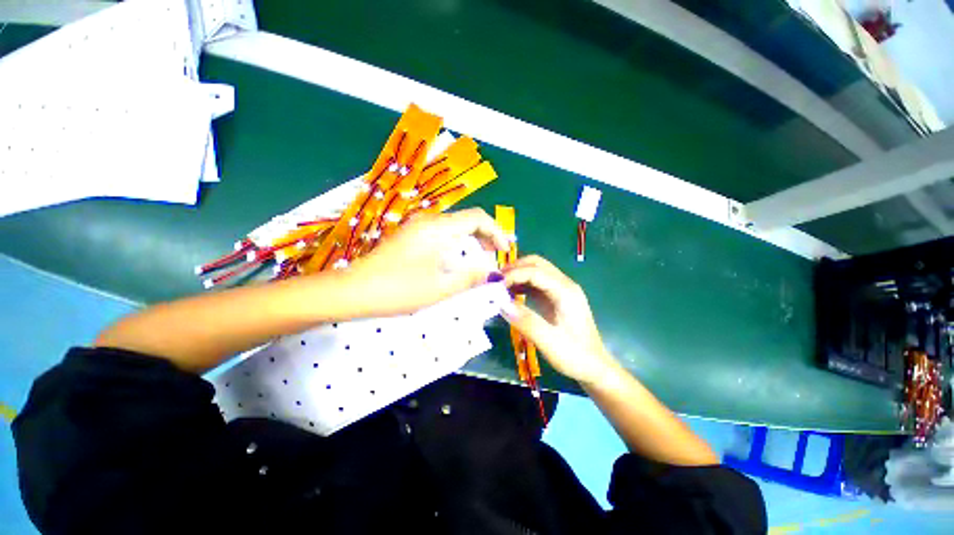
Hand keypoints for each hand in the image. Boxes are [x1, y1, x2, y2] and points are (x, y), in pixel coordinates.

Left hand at [342, 208, 509, 316]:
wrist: (352, 291)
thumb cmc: (399, 289)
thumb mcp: (441, 287)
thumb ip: (471, 277)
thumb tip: (494, 273)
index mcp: (439, 228)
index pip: (478, 218)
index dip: (497, 231)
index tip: (505, 251)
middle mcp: (429, 221)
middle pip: (466, 220)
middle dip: (485, 236)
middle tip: (495, 256)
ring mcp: (416, 228)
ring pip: (453, 228)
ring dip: (470, 241)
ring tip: (479, 259)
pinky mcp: (409, 237)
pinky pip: (440, 235)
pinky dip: (455, 245)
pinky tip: (455, 260)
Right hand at [501, 255, 616, 384]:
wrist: (594, 367)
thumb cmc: (575, 355)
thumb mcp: (550, 342)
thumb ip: (527, 322)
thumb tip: (502, 305)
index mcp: (565, 291)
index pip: (535, 271)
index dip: (513, 274)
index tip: (495, 286)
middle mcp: (564, 285)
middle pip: (537, 264)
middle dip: (514, 268)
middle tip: (495, 281)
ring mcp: (561, 291)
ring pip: (536, 271)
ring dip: (517, 275)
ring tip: (499, 287)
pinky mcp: (556, 298)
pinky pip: (536, 284)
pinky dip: (521, 284)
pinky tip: (510, 295)